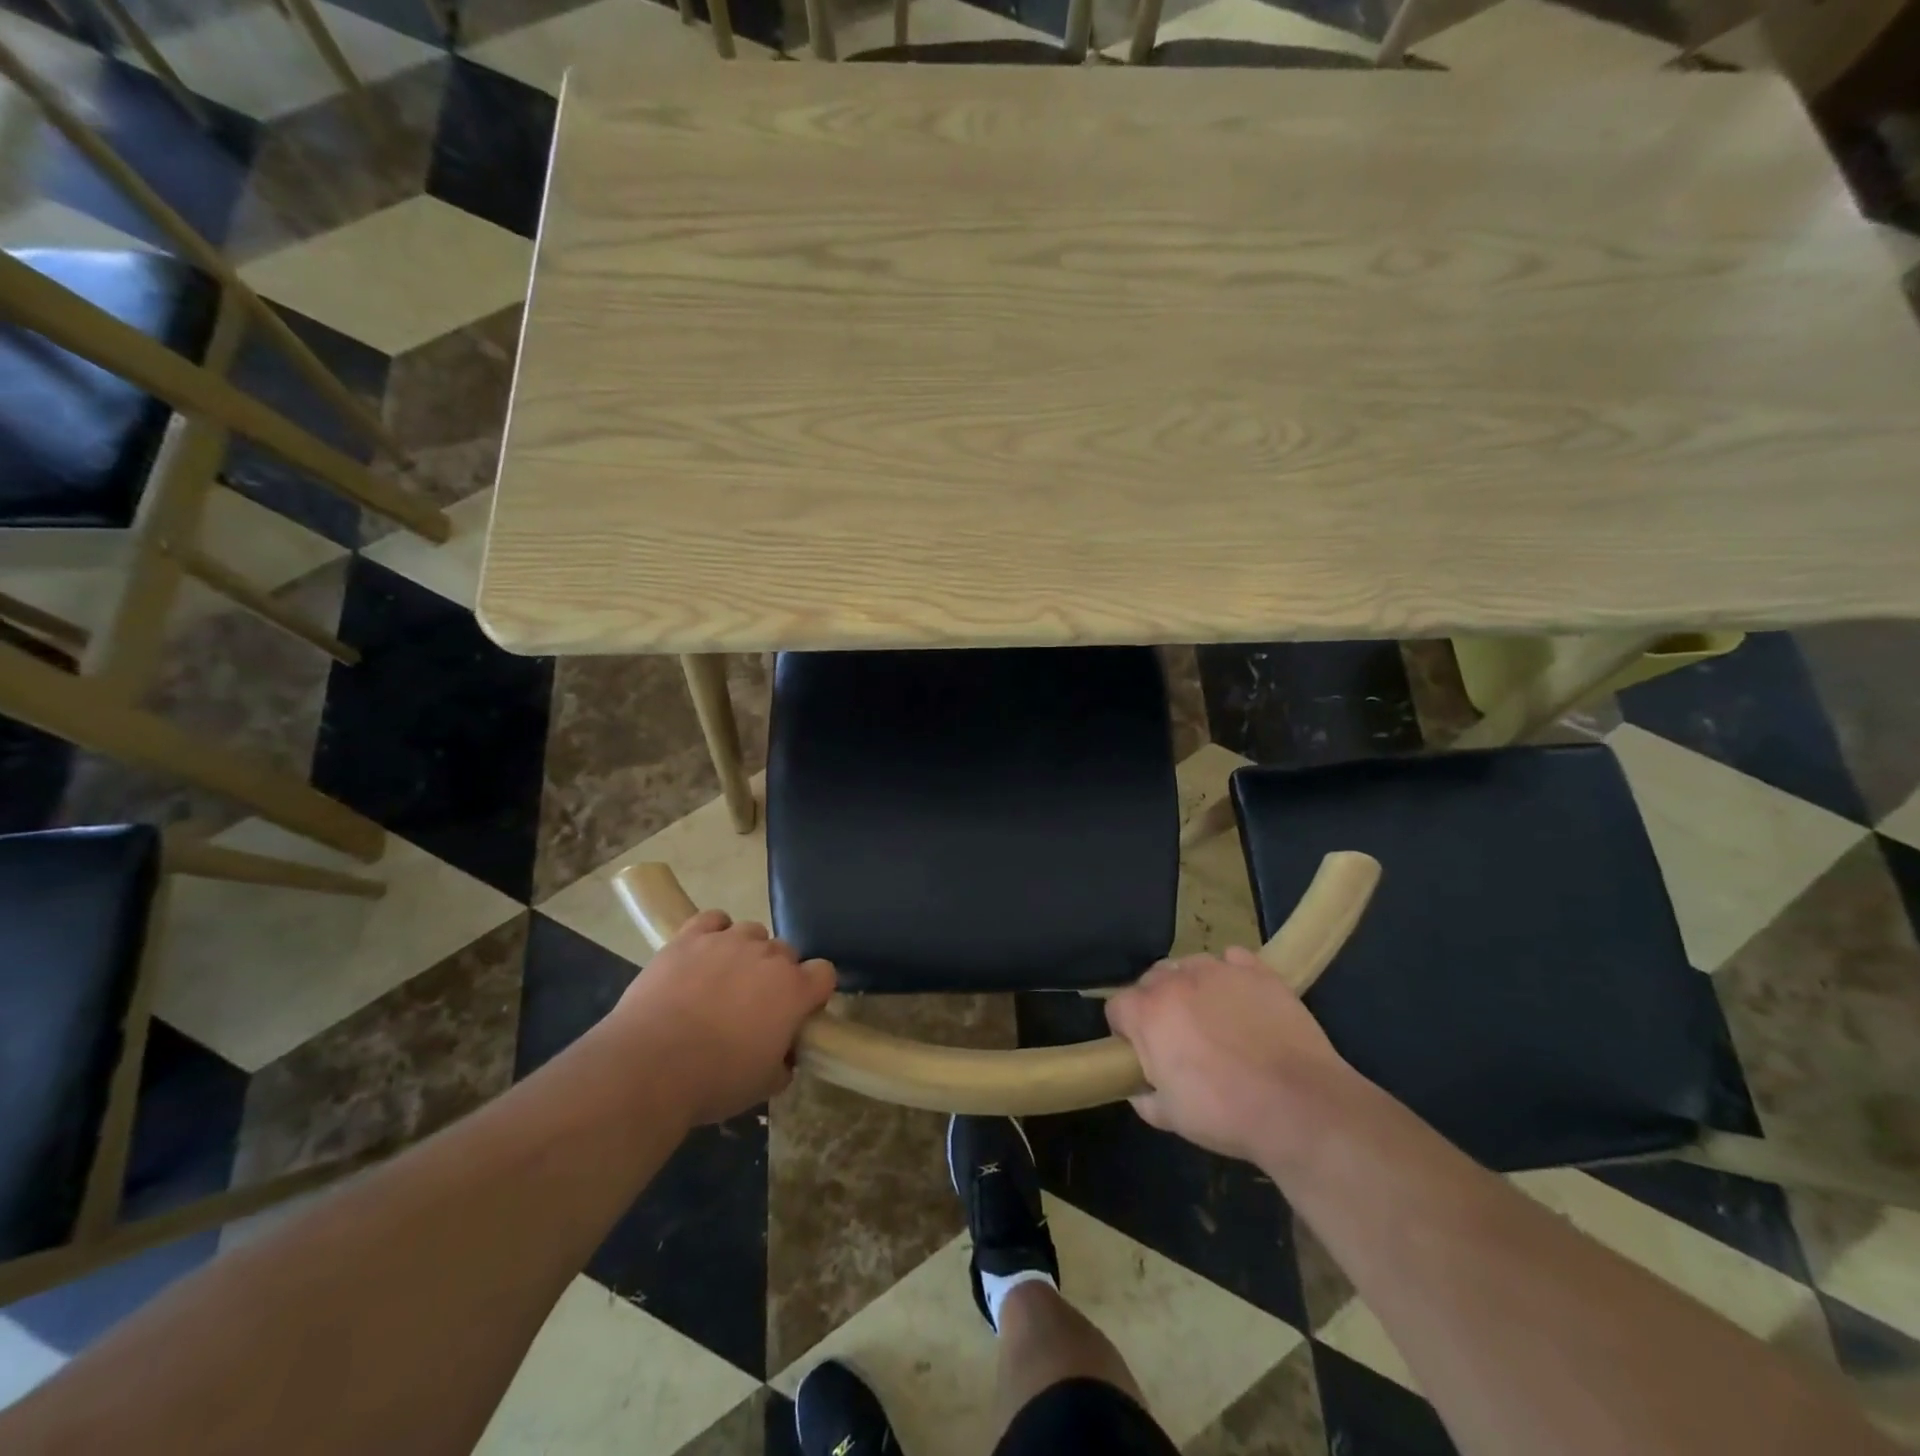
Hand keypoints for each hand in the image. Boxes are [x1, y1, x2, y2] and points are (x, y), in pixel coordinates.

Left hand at [611, 911, 834, 1124]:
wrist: (649, 1065)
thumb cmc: (715, 1080)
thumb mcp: (763, 1085)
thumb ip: (783, 1063)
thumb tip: (784, 1056)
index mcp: (794, 990)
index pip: (824, 973)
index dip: (813, 991)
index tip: (799, 1011)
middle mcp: (768, 956)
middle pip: (786, 952)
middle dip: (777, 974)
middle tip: (755, 1004)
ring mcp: (728, 941)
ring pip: (752, 932)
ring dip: (747, 952)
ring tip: (724, 979)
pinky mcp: (690, 937)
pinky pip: (714, 919)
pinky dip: (714, 932)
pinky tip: (703, 953)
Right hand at [1104, 949, 1354, 1164]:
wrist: (1301, 1106)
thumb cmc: (1227, 1114)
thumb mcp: (1172, 1118)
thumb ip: (1145, 1098)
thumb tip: (1139, 1089)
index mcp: (1148, 1014)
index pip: (1117, 1005)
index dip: (1125, 1028)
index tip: (1138, 1049)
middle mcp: (1177, 980)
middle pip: (1151, 979)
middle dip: (1156, 1003)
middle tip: (1177, 1035)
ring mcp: (1219, 970)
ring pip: (1190, 965)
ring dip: (1190, 986)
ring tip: (1212, 1016)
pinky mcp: (1257, 970)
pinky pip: (1232, 960)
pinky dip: (1230, 975)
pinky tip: (1242, 1001)